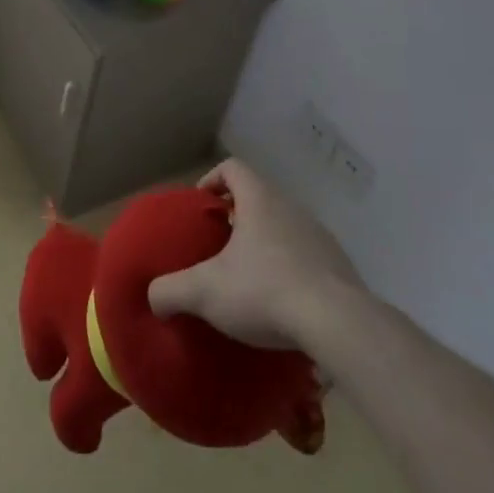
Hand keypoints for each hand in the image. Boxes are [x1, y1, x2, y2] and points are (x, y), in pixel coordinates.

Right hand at [148, 158, 365, 351]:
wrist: (339, 325)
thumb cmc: (265, 291)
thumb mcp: (205, 292)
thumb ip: (171, 290)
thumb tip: (153, 298)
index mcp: (260, 200)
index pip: (233, 167)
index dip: (212, 180)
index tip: (201, 206)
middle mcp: (292, 208)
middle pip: (259, 197)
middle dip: (237, 216)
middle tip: (218, 246)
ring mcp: (320, 237)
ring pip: (284, 227)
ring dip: (265, 243)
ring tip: (248, 278)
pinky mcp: (340, 267)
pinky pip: (307, 257)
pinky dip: (289, 269)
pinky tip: (280, 303)